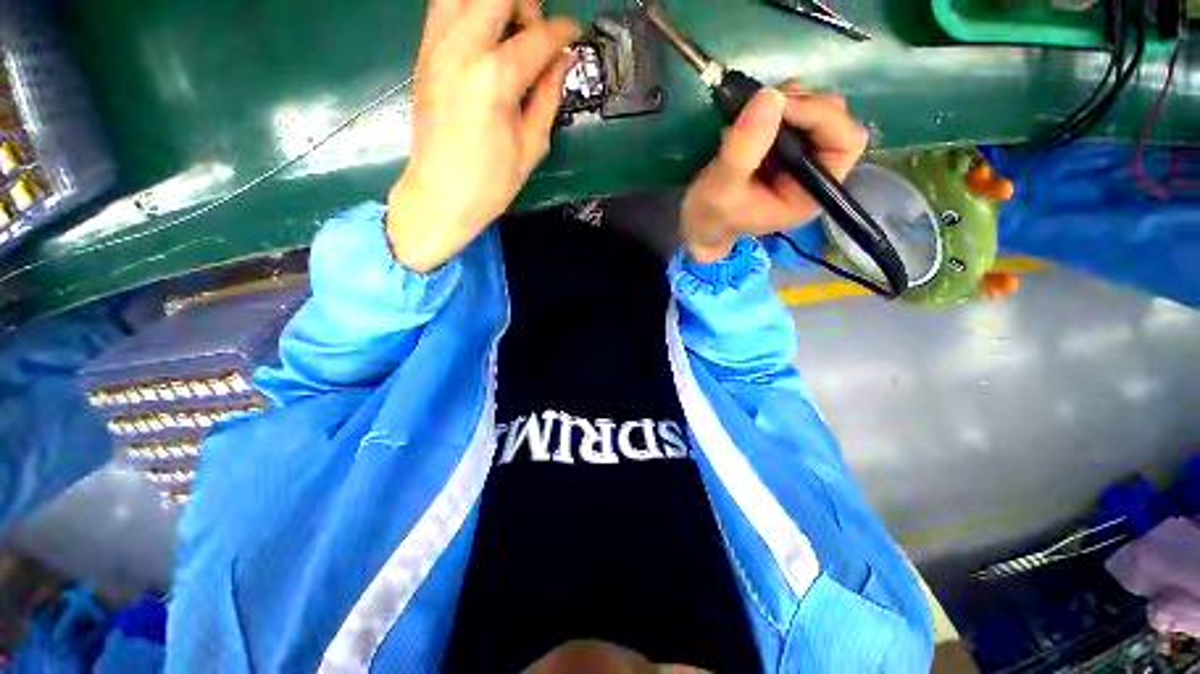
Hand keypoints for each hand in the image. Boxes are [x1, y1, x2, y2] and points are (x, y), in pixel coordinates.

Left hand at [388, 0, 581, 271]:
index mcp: (495, 80)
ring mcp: (437, 47)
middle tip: (537, 35)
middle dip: (527, 6)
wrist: (439, 196)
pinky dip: (470, 10)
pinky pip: (445, 7)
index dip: (564, 32)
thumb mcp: (531, 147)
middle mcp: (462, 49)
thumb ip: (548, 97)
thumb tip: (562, 62)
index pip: (538, 37)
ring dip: (495, 4)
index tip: (575, 35)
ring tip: (509, 33)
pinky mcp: (424, 53)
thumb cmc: (490, 183)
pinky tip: (484, 38)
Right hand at [680, 82, 868, 263]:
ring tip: (757, 109)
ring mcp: (801, 162)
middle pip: (837, 124)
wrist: (698, 226)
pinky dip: (779, 106)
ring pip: (817, 115)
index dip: (820, 117)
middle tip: (767, 104)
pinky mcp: (784, 152)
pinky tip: (755, 113)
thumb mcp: (721, 187)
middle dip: (805, 107)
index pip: (844, 144)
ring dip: (791, 103)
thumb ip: (744, 148)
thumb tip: (770, 96)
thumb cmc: (710, 217)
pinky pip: (796, 116)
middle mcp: (815, 176)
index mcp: (810, 195)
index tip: (780, 106)